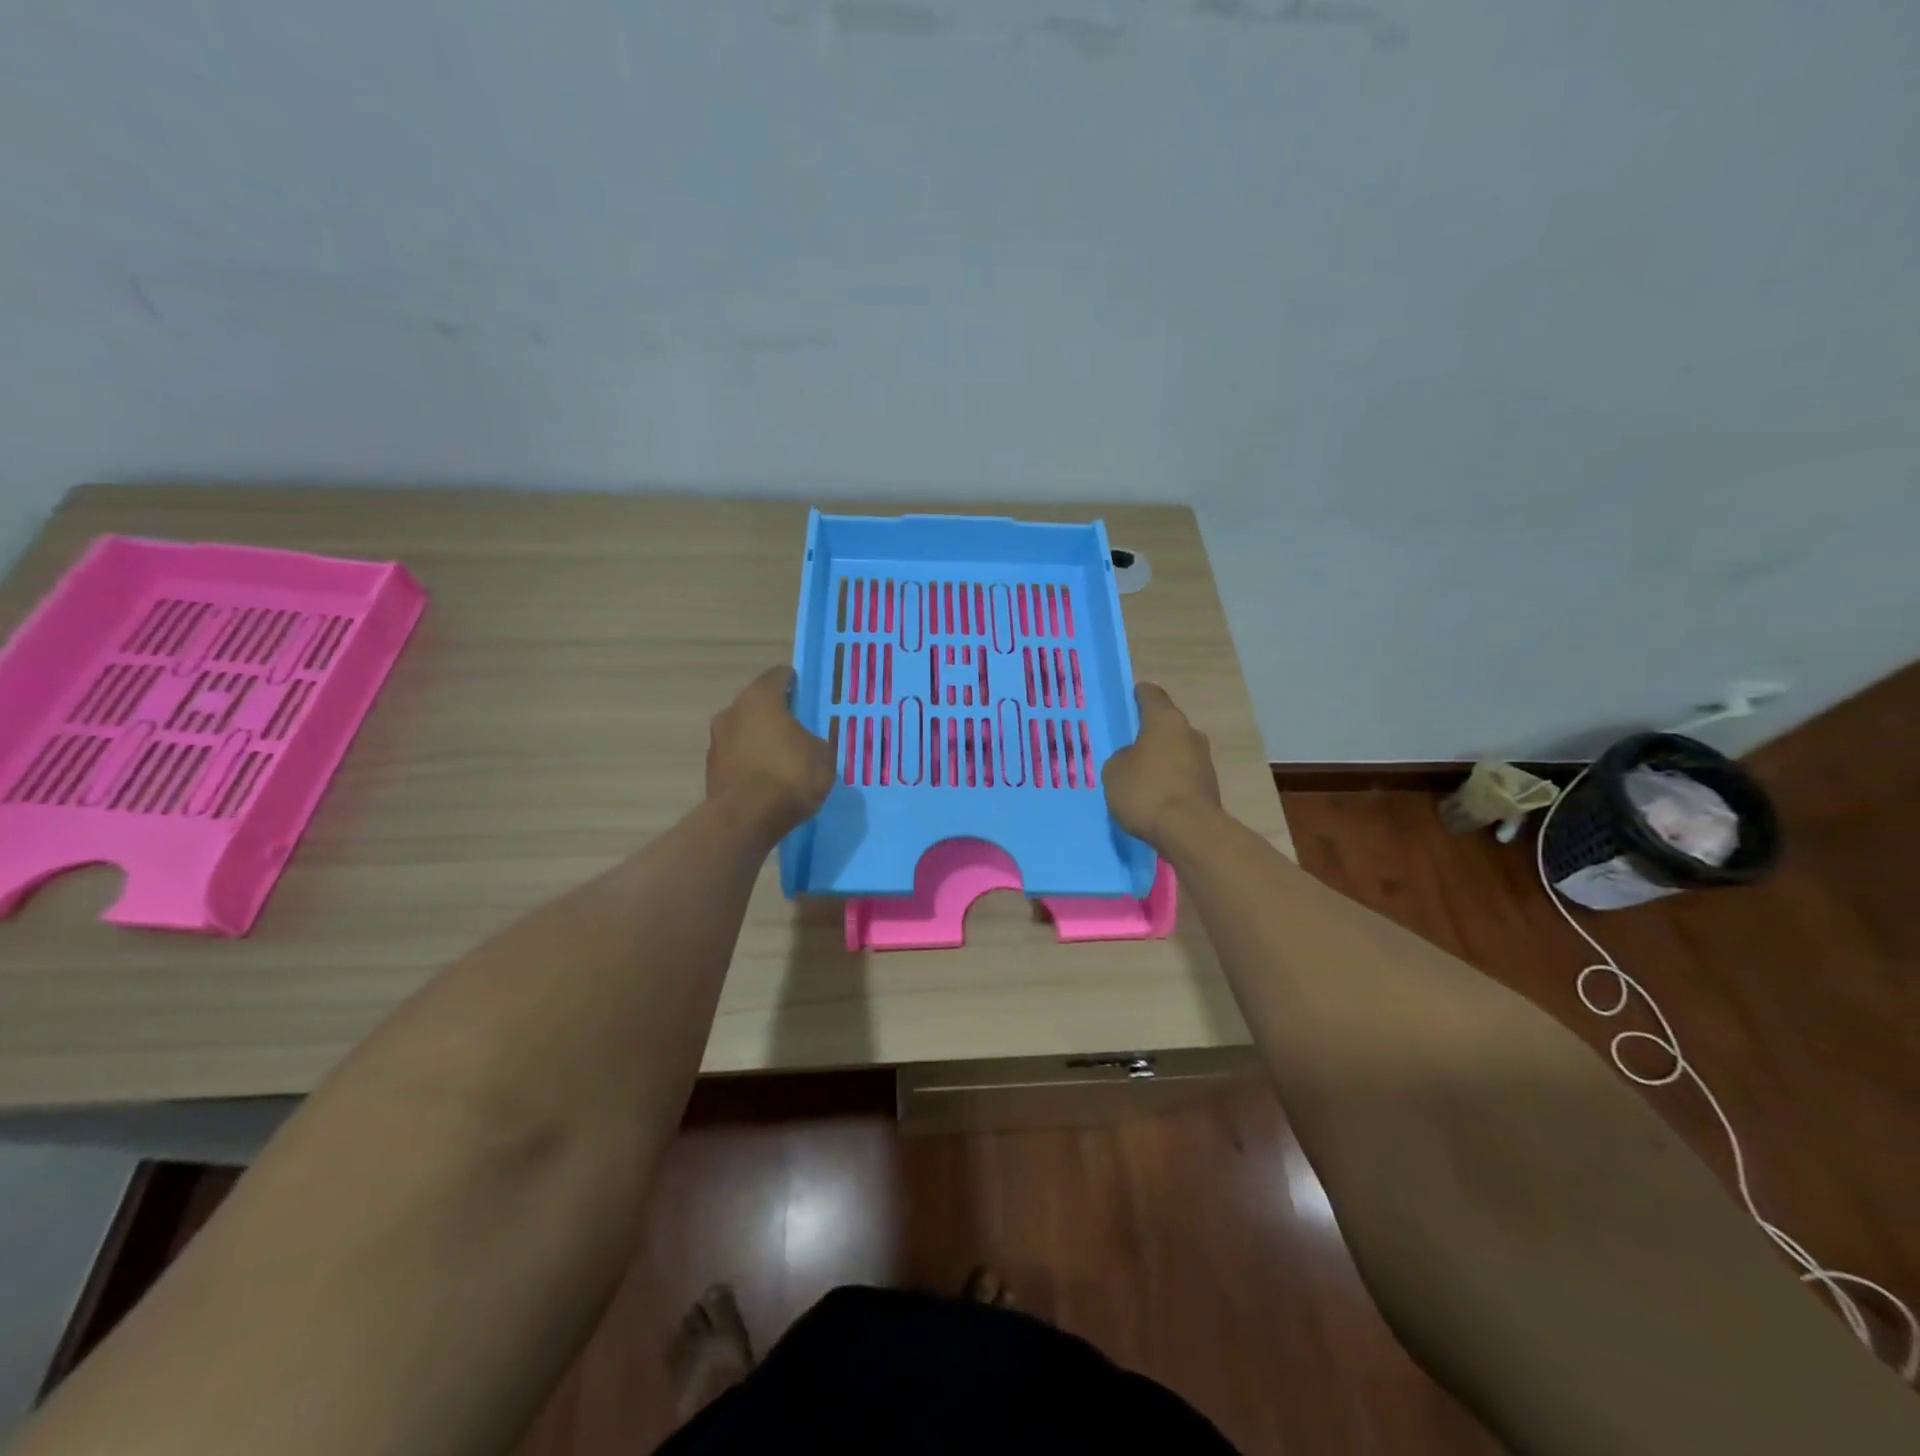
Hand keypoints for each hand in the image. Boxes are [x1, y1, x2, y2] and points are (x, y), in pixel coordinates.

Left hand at [706, 667, 834, 839]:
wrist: (745, 820)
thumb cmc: (789, 776)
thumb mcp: (822, 757)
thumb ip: (816, 742)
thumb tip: (808, 744)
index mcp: (760, 698)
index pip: (778, 676)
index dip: (794, 682)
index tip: (805, 693)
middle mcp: (732, 711)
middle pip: (757, 704)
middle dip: (775, 712)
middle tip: (797, 726)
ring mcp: (717, 740)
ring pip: (744, 730)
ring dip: (760, 738)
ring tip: (782, 755)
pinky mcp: (711, 769)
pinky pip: (738, 757)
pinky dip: (751, 761)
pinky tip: (767, 777)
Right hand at [1103, 683, 1221, 848]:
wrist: (1189, 831)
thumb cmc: (1146, 790)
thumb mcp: (1114, 771)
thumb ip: (1122, 757)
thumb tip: (1134, 759)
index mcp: (1165, 720)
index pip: (1152, 695)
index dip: (1139, 695)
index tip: (1129, 698)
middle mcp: (1190, 733)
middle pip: (1167, 725)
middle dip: (1150, 732)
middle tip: (1129, 744)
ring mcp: (1204, 761)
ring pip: (1177, 751)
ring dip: (1161, 758)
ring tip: (1140, 775)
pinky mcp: (1209, 787)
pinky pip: (1183, 775)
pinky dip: (1170, 780)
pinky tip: (1154, 795)